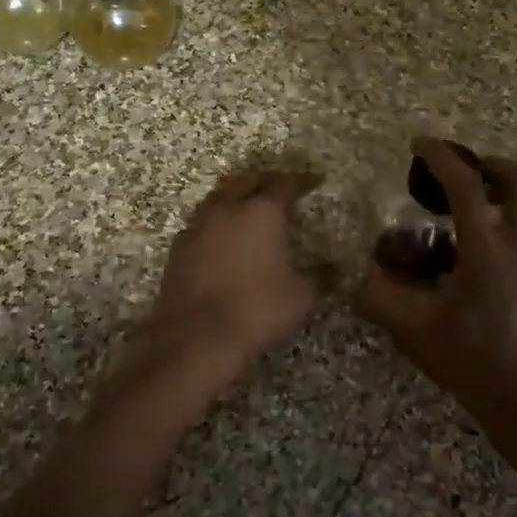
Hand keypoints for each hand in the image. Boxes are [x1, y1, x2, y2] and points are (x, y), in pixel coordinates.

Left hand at [140, 167, 328, 377]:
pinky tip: (224, 237)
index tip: (314, 182)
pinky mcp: (179, 246)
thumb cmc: (257, 310)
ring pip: (221, 196)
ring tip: (251, 208)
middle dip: (267, 181)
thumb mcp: (301, 297)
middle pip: (248, 180)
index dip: (302, 180)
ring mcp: (199, 225)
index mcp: (262, 211)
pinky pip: (202, 221)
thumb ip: (321, 276)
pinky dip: (218, 221)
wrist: (195, 337)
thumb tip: (336, 267)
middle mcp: (228, 208)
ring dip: (238, 196)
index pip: (285, 183)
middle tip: (282, 190)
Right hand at [357, 138, 516, 422]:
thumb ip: (379, 297)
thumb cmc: (470, 362)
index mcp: (487, 251)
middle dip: (491, 164)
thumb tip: (355, 272)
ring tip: (481, 196)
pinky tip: (493, 239)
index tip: (421, 143)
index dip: (441, 158)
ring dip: (510, 186)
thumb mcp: (414, 330)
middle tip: (464, 169)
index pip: (466, 186)